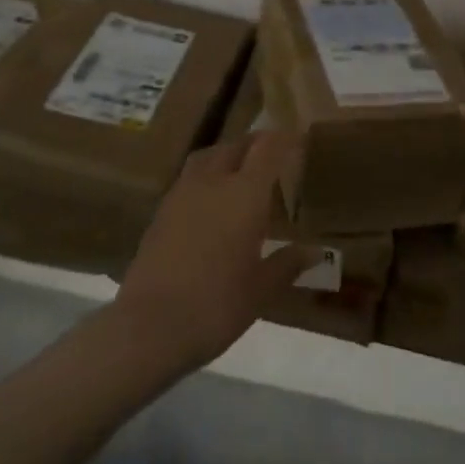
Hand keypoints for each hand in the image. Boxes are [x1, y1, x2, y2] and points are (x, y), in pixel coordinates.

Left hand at [113, 130, 317, 370]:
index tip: (297, 137)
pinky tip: (209, 200)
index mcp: (244, 193)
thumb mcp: (261, 289)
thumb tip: (315, 251)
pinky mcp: (161, 211)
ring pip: (208, 156)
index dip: (284, 138)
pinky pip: (189, 178)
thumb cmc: (216, 305)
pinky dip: (205, 177)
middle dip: (255, 144)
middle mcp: (213, 182)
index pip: (267, 149)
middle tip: (271, 154)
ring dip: (226, 155)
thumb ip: (287, 264)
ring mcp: (182, 193)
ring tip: (239, 170)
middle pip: (235, 146)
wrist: (150, 325)